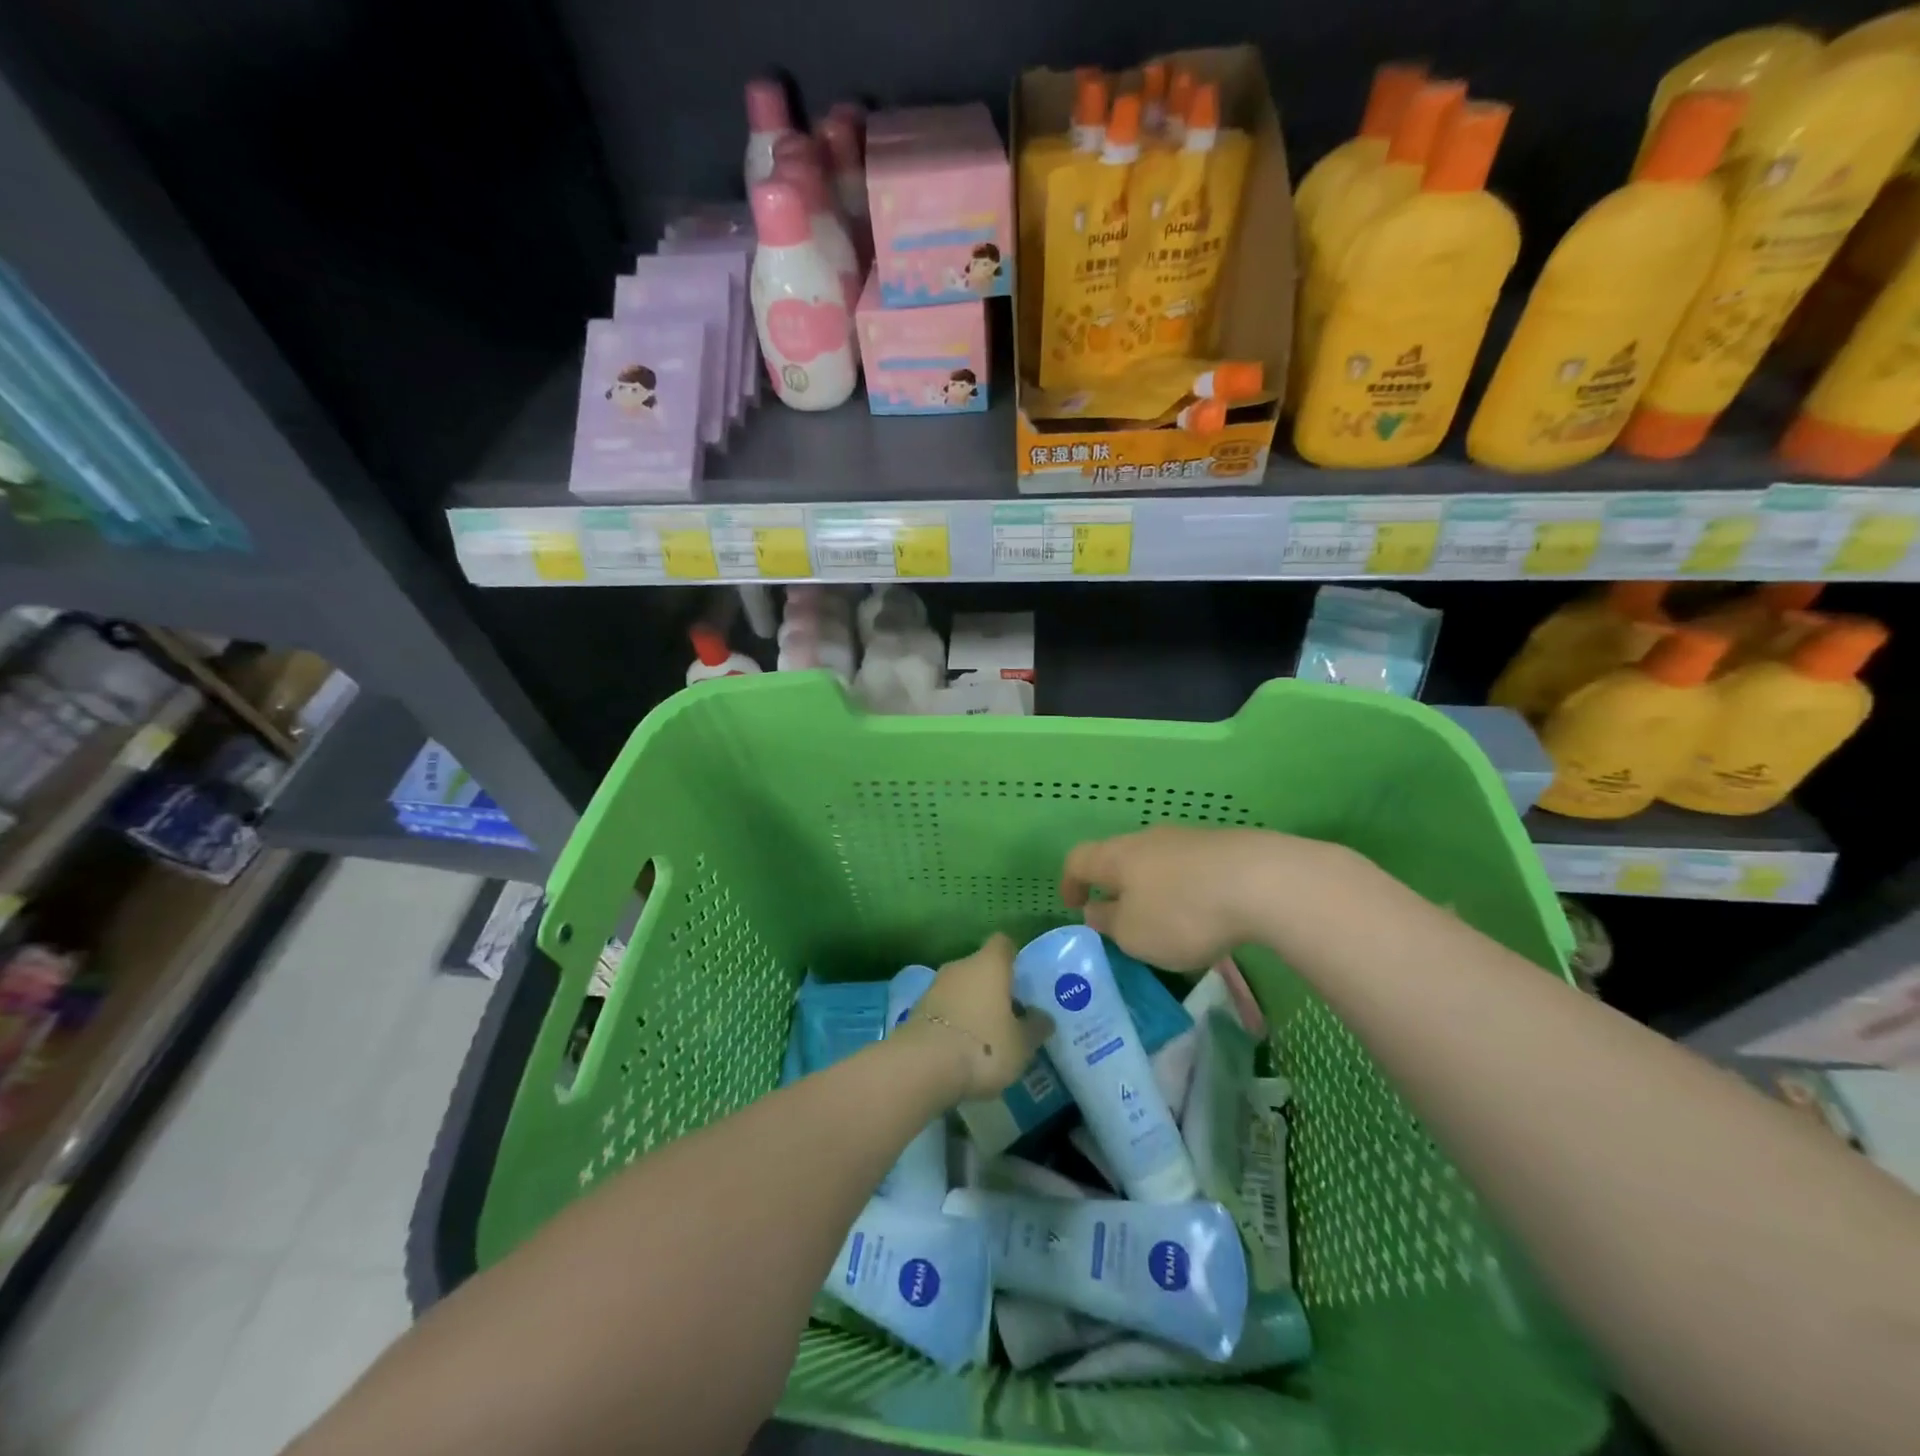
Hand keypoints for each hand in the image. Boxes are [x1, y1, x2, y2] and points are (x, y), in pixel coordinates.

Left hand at [898, 933, 1052, 1101]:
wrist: (922, 1067)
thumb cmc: (983, 1047)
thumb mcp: (1022, 1044)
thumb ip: (1035, 1027)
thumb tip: (1043, 1017)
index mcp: (989, 964)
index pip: (1003, 943)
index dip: (1013, 957)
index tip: (1022, 978)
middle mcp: (960, 966)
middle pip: (980, 967)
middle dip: (992, 986)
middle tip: (1008, 1014)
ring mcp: (934, 987)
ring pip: (959, 988)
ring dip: (970, 1005)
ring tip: (985, 1035)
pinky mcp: (915, 1010)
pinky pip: (942, 1009)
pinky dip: (952, 1022)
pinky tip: (960, 1048)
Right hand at [1060, 826, 1322, 971]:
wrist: (1264, 881)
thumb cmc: (1182, 912)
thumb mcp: (1134, 934)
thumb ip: (1109, 923)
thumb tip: (1096, 910)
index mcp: (1117, 856)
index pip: (1079, 860)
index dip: (1070, 882)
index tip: (1073, 904)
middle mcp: (1147, 839)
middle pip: (1120, 857)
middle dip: (1116, 885)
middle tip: (1120, 917)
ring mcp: (1189, 839)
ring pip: (1158, 861)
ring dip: (1154, 888)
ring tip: (1166, 920)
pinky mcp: (1225, 847)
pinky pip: (1192, 868)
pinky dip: (1187, 889)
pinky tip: (1205, 913)